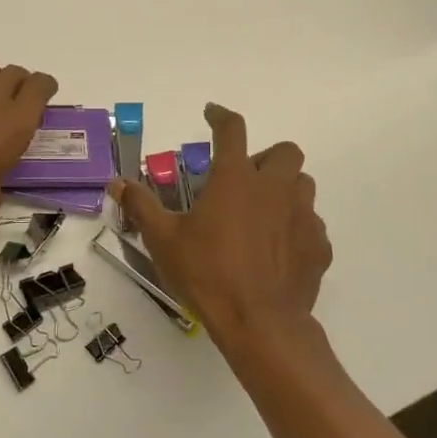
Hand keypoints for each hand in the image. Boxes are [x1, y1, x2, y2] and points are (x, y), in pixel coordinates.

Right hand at [112, 103, 330, 345]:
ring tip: (260, 212)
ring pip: (303, 184)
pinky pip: (311, 224)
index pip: (232, 130)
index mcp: (235, 180)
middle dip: (265, 157)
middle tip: (242, 180)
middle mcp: (274, 189)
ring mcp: (302, 216)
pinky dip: (295, 227)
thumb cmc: (206, 274)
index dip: (221, 116)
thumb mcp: (163, 239)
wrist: (259, 323)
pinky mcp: (319, 246)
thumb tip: (117, 182)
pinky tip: (277, 249)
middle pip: (284, 151)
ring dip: (283, 188)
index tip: (212, 113)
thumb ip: (141, 205)